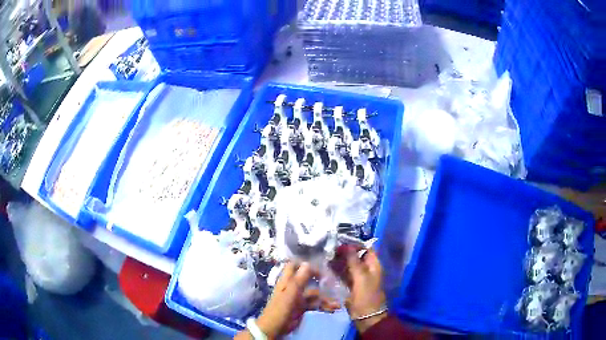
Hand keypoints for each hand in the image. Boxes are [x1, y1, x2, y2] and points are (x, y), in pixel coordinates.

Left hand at [236, 262, 340, 339]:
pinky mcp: (302, 308)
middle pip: (308, 280)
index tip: (321, 265)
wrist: (274, 328)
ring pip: (314, 294)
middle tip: (335, 283)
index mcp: (286, 281)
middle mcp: (293, 287)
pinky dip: (324, 306)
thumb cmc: (280, 309)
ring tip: (337, 304)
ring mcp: (298, 298)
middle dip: (322, 282)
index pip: (294, 266)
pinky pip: (315, 304)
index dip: (305, 264)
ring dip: (326, 298)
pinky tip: (333, 309)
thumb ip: (299, 279)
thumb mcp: (290, 294)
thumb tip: (308, 262)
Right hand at [331, 246, 386, 332]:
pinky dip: (337, 270)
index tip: (341, 241)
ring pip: (348, 265)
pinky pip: (344, 274)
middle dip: (344, 252)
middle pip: (356, 256)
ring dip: (339, 261)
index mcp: (373, 265)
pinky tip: (327, 266)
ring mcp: (358, 277)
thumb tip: (347, 245)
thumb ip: (354, 261)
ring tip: (326, 256)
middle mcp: (366, 269)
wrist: (365, 315)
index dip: (355, 244)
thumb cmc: (366, 295)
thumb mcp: (361, 277)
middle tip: (330, 248)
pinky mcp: (351, 285)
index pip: (366, 248)